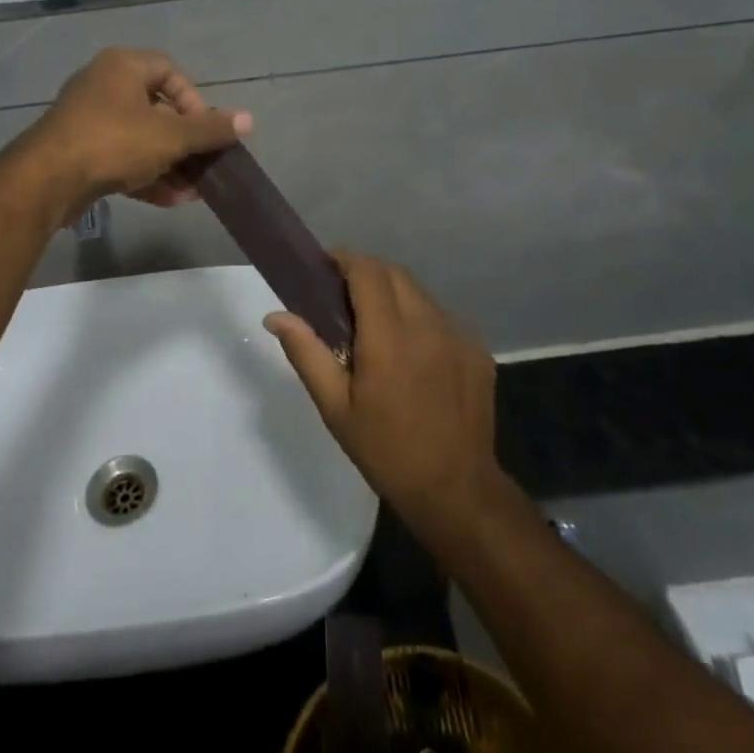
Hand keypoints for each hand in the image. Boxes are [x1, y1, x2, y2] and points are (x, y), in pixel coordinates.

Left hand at [25, 48, 250, 213]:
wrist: (46, 180)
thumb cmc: (113, 142)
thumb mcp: (170, 135)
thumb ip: (210, 129)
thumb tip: (249, 120)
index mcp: (122, 67)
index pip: (170, 71)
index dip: (194, 100)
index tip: (205, 130)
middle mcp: (103, 86)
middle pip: (157, 109)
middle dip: (185, 142)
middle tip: (204, 164)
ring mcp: (88, 121)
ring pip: (140, 139)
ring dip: (169, 164)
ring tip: (193, 191)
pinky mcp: (79, 152)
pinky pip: (121, 158)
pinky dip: (145, 176)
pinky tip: (170, 201)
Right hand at [265, 253, 503, 542]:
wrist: (457, 492)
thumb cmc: (386, 451)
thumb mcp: (335, 408)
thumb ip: (306, 354)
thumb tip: (275, 316)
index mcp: (389, 337)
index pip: (368, 271)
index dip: (345, 260)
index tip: (326, 269)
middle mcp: (427, 325)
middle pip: (394, 274)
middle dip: (367, 274)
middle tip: (345, 299)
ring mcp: (459, 336)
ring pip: (420, 293)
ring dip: (395, 296)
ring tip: (378, 327)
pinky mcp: (478, 351)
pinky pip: (442, 318)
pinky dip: (421, 320)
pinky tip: (412, 354)